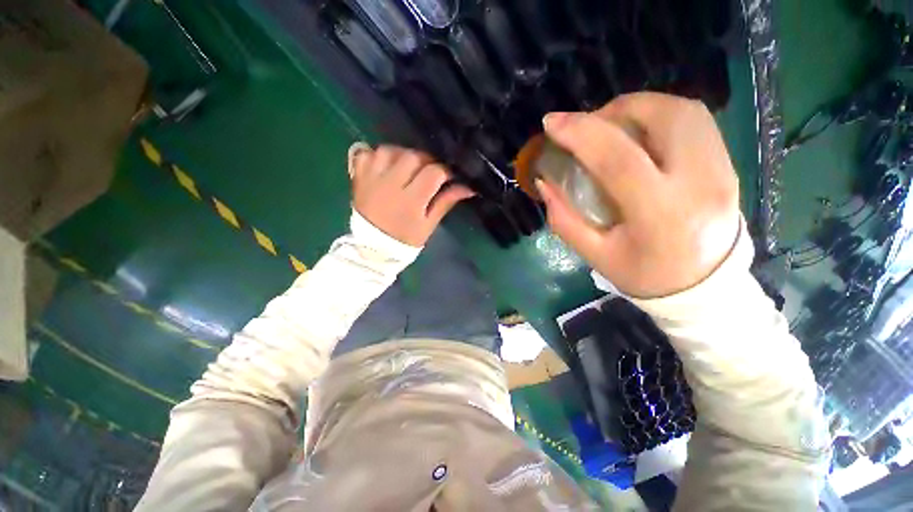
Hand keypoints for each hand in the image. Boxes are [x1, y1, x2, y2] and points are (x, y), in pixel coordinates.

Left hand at [351, 144, 474, 246]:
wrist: (373, 247)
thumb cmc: (405, 239)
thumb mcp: (429, 224)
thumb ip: (445, 202)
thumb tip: (468, 187)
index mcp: (411, 200)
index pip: (433, 173)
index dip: (445, 171)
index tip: (448, 177)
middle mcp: (390, 184)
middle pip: (413, 156)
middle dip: (427, 160)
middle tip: (430, 172)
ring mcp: (371, 178)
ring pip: (390, 150)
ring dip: (403, 154)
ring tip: (409, 167)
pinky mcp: (358, 177)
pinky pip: (367, 153)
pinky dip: (378, 155)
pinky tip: (387, 165)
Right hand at [536, 93, 740, 297]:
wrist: (705, 288)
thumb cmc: (644, 275)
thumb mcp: (595, 255)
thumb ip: (565, 219)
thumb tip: (545, 183)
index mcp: (660, 215)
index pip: (618, 159)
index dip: (581, 134)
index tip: (552, 124)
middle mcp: (699, 183)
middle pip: (663, 118)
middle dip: (615, 110)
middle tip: (587, 126)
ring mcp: (722, 169)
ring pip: (683, 111)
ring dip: (640, 108)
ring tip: (611, 126)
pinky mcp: (728, 164)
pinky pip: (695, 122)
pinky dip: (660, 116)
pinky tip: (639, 134)